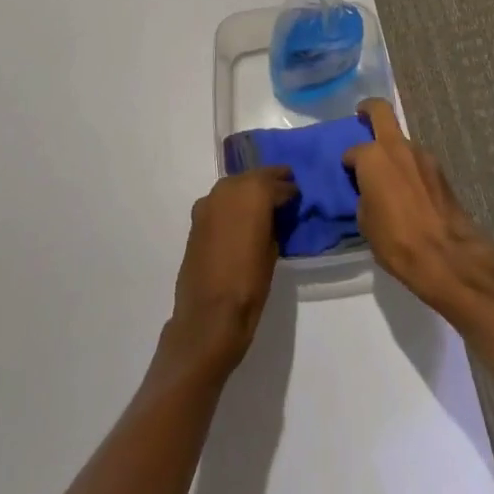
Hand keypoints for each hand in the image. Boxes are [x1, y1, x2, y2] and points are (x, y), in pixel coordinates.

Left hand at [165, 167, 295, 376]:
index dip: (289, 190)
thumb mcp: (273, 251)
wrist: (208, 316)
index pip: (277, 184)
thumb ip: (274, 223)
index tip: (297, 195)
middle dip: (269, 182)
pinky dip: (232, 203)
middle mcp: (229, 188)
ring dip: (248, 190)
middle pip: (254, 177)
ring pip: (235, 186)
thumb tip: (273, 215)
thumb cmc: (249, 285)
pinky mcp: (197, 217)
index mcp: (253, 193)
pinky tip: (240, 217)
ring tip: (262, 202)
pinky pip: (220, 201)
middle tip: (284, 187)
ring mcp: (209, 201)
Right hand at [344, 99, 493, 324]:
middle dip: (369, 110)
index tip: (348, 174)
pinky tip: (409, 191)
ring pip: (402, 142)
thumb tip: (370, 190)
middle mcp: (397, 147)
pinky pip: (417, 162)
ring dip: (394, 151)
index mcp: (373, 157)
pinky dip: (410, 168)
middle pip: (381, 112)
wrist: (447, 256)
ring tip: (390, 177)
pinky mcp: (441, 170)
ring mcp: (423, 156)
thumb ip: (365, 195)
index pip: (353, 151)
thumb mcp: (366, 222)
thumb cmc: (396, 241)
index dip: (348, 162)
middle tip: (361, 115)